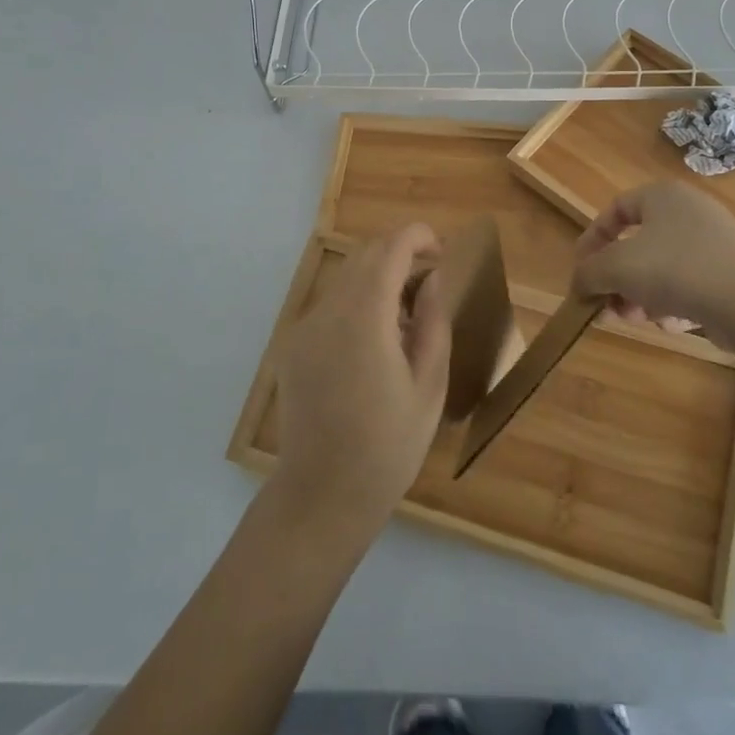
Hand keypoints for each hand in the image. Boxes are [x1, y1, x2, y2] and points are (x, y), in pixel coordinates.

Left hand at [271, 225, 450, 537]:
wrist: (322, 497)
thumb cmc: (388, 447)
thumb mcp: (429, 385)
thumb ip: (433, 322)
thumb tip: (433, 279)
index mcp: (364, 318)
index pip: (390, 249)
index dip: (418, 237)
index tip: (442, 250)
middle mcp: (327, 312)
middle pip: (364, 256)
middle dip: (400, 254)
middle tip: (431, 281)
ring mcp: (303, 329)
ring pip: (346, 279)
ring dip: (378, 279)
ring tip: (408, 317)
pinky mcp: (292, 348)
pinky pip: (330, 307)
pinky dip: (358, 303)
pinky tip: (376, 343)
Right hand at [573, 181, 734, 332]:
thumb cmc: (675, 269)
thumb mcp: (616, 268)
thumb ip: (588, 273)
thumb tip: (579, 285)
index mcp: (662, 195)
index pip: (615, 209)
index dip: (592, 240)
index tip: (581, 272)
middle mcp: (690, 211)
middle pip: (638, 245)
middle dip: (618, 279)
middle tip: (608, 306)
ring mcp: (715, 242)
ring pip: (662, 269)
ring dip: (642, 296)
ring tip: (640, 320)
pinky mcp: (732, 273)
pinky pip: (690, 285)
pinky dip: (675, 304)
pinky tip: (675, 324)